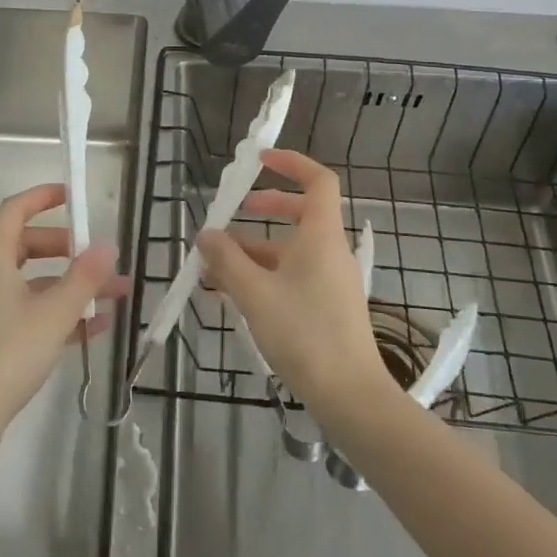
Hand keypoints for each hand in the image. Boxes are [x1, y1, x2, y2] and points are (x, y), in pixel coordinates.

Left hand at [0, 183, 126, 451]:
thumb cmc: (7, 356)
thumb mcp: (54, 314)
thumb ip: (83, 278)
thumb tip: (107, 245)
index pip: (15, 211)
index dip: (42, 197)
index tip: (73, 196)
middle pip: (27, 246)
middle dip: (68, 249)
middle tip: (99, 257)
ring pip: (34, 284)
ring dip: (72, 286)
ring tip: (116, 295)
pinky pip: (31, 313)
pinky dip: (60, 313)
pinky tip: (96, 328)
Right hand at [198, 149, 395, 422]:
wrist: (351, 396)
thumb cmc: (304, 334)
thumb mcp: (255, 294)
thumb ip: (226, 261)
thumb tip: (206, 234)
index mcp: (320, 236)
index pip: (319, 181)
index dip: (291, 163)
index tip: (260, 160)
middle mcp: (329, 252)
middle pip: (300, 214)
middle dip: (264, 208)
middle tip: (232, 212)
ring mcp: (329, 281)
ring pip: (289, 251)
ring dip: (252, 252)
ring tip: (213, 267)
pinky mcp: (325, 307)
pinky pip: (291, 277)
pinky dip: (263, 277)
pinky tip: (230, 296)